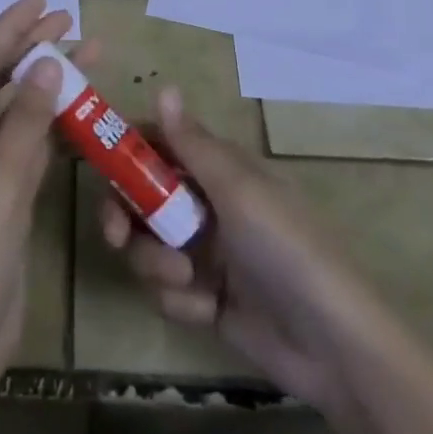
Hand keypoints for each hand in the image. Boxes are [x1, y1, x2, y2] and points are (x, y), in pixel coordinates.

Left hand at [0, 0, 87, 381]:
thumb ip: (25, 120)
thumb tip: (49, 62)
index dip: (9, 28)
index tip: (41, 1)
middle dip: (30, 48)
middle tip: (70, 21)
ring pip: (15, 110)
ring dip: (47, 84)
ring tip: (88, 55)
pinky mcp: (1, 193)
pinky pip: (28, 143)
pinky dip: (52, 123)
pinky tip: (81, 109)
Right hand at [98, 87, 378, 415]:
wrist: (333, 347)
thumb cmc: (286, 249)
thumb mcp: (238, 190)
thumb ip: (193, 143)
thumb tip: (164, 86)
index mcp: (219, 170)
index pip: (161, 145)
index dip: (128, 151)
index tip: (98, 162)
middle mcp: (208, 205)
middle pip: (143, 198)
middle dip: (126, 216)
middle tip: (116, 234)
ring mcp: (207, 254)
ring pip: (149, 246)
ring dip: (156, 264)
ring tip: (186, 280)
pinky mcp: (206, 300)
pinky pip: (168, 291)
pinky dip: (181, 301)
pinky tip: (209, 310)